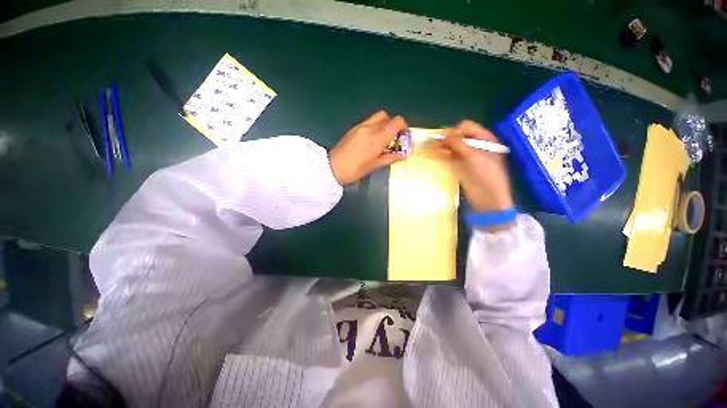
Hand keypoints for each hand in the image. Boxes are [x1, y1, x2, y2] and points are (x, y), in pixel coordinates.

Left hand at [329, 111, 407, 184]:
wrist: (332, 168)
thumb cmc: (355, 170)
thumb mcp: (375, 165)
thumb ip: (390, 158)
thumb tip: (403, 156)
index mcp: (377, 138)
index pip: (396, 122)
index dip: (403, 127)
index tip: (403, 137)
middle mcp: (369, 128)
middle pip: (387, 116)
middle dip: (393, 125)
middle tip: (392, 139)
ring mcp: (360, 126)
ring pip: (377, 117)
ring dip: (383, 125)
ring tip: (382, 140)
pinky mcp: (353, 128)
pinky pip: (368, 122)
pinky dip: (375, 127)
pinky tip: (372, 141)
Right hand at [433, 120, 513, 221]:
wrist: (489, 198)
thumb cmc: (487, 175)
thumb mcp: (474, 157)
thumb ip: (459, 144)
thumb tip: (444, 137)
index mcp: (485, 139)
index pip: (467, 127)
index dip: (456, 132)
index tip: (449, 141)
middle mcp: (476, 145)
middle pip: (459, 136)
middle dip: (448, 139)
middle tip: (437, 145)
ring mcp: (467, 156)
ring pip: (453, 147)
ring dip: (444, 147)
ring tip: (435, 150)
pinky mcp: (461, 166)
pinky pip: (450, 157)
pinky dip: (444, 155)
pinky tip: (437, 156)